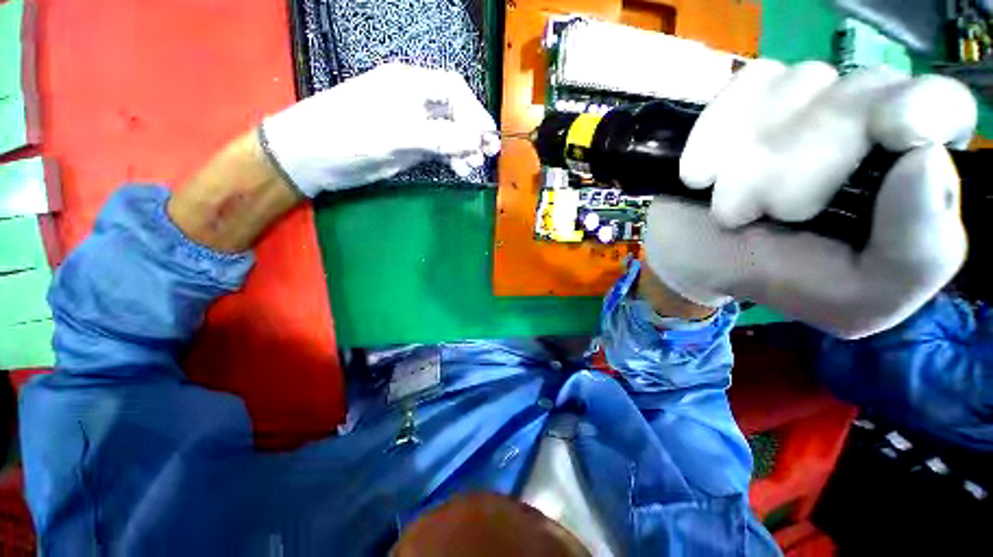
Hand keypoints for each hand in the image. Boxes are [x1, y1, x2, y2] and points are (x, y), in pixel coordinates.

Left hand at [260, 63, 499, 196]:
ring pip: (440, 126)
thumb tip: (476, 141)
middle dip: (470, 130)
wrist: (299, 157)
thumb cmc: (345, 136)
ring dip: (459, 145)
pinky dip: (442, 153)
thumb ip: (438, 137)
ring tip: (470, 166)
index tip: (487, 138)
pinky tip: (453, 165)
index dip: (475, 112)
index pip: (453, 89)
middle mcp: (407, 95)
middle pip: (450, 107)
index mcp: (408, 82)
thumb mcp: (394, 135)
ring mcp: (400, 117)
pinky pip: (427, 142)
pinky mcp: (393, 137)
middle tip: (485, 155)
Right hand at [644, 61, 976, 338]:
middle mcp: (887, 120)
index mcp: (922, 181)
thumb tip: (933, 159)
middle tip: (774, 211)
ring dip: (766, 151)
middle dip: (816, 153)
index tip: (893, 131)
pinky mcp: (775, 75)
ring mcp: (829, 89)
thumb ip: (915, 252)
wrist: (715, 252)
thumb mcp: (863, 297)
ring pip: (811, 85)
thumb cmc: (798, 280)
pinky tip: (708, 172)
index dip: (930, 105)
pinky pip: (757, 80)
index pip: (950, 111)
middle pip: (872, 94)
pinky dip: (728, 127)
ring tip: (735, 207)